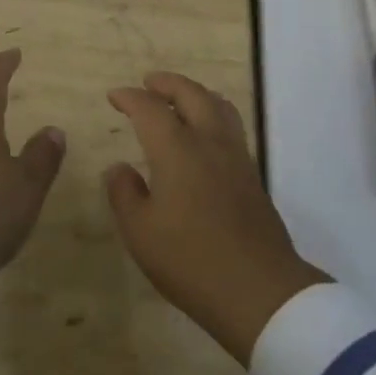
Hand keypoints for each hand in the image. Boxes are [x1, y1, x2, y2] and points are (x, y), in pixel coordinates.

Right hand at [104, 72, 329, 364]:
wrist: (260, 292)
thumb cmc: (192, 261)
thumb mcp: (141, 233)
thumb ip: (124, 194)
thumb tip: (119, 168)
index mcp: (176, 148)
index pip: (149, 108)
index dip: (130, 97)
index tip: (115, 96)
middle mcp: (208, 141)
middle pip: (190, 93)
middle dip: (167, 83)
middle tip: (149, 82)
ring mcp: (235, 156)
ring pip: (217, 105)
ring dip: (195, 94)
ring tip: (180, 100)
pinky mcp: (252, 175)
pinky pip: (230, 126)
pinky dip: (212, 114)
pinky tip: (204, 135)